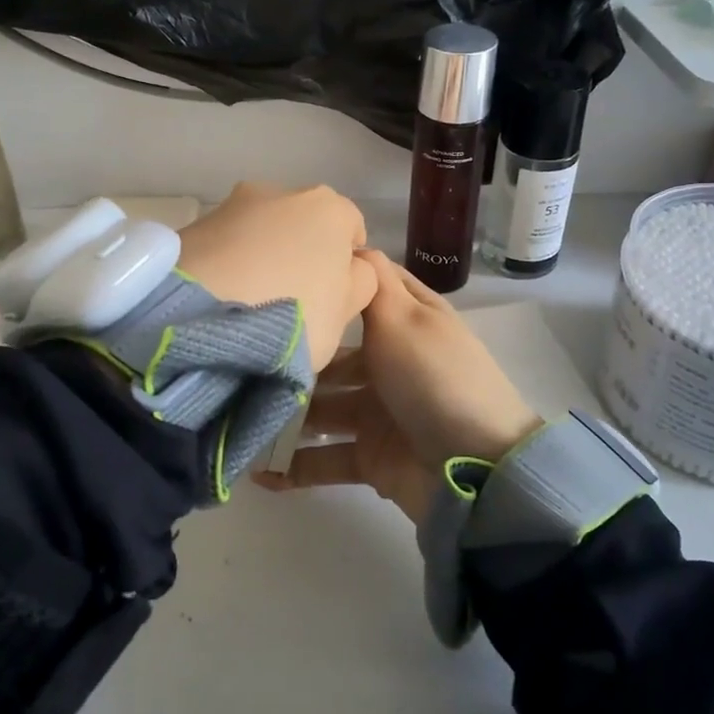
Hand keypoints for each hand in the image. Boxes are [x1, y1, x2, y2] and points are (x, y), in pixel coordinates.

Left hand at [173, 183, 377, 369]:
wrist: (203, 318)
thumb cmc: (294, 314)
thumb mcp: (346, 311)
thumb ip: (359, 281)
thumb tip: (351, 266)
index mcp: (328, 207)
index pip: (351, 227)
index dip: (347, 262)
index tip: (334, 296)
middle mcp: (281, 191)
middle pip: (302, 223)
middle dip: (300, 252)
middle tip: (291, 299)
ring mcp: (232, 204)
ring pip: (259, 230)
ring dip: (260, 255)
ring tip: (249, 302)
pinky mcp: (193, 225)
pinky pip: (224, 244)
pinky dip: (227, 263)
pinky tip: (220, 298)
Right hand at [256, 250, 542, 522]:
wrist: (475, 469)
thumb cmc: (433, 378)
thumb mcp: (404, 317)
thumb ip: (372, 281)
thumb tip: (349, 241)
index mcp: (406, 321)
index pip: (365, 291)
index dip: (330, 283)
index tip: (279, 276)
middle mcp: (391, 361)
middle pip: (333, 355)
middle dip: (295, 359)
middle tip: (243, 362)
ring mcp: (380, 411)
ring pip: (322, 408)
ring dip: (285, 414)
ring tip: (237, 416)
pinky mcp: (371, 456)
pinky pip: (326, 459)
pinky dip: (295, 467)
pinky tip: (258, 471)